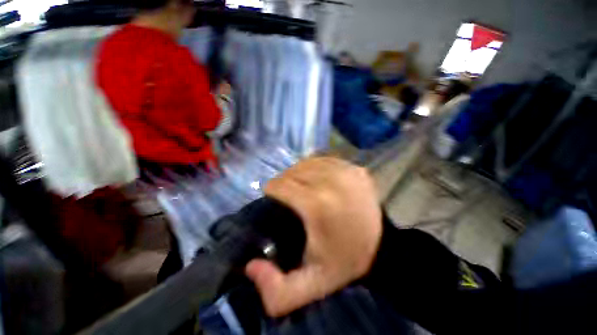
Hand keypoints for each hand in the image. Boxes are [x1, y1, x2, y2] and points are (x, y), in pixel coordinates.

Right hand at [245, 157, 382, 316]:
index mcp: (317, 205)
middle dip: (285, 181)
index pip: (281, 185)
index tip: (273, 197)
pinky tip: (317, 178)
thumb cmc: (347, 260)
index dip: (272, 190)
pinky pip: (324, 160)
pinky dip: (315, 167)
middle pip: (293, 171)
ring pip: (307, 162)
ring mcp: (345, 170)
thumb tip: (250, 267)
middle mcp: (331, 181)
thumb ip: (277, 292)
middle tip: (288, 194)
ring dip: (298, 173)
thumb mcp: (313, 285)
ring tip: (300, 185)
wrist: (386, 245)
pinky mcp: (354, 167)